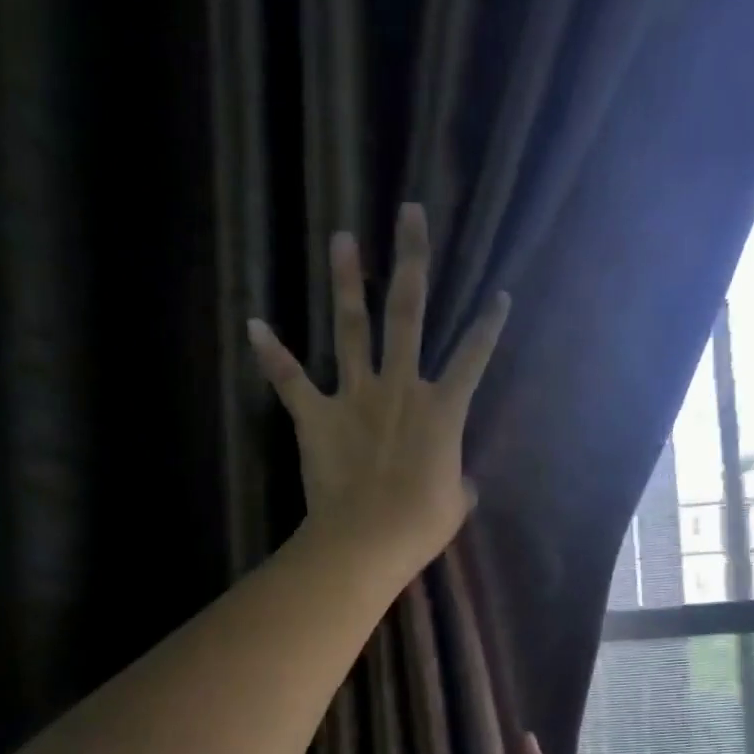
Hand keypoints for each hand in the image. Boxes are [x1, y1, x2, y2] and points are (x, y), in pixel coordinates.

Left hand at [248, 203, 509, 562]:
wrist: (367, 540)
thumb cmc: (420, 525)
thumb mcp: (456, 505)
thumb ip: (460, 483)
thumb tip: (463, 482)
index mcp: (443, 410)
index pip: (473, 358)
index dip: (489, 327)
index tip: (499, 295)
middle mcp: (400, 388)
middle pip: (408, 312)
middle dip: (412, 259)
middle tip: (409, 212)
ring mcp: (355, 397)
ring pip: (352, 328)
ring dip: (346, 282)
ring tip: (341, 237)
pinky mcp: (317, 416)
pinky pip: (290, 380)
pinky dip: (271, 354)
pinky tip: (254, 324)